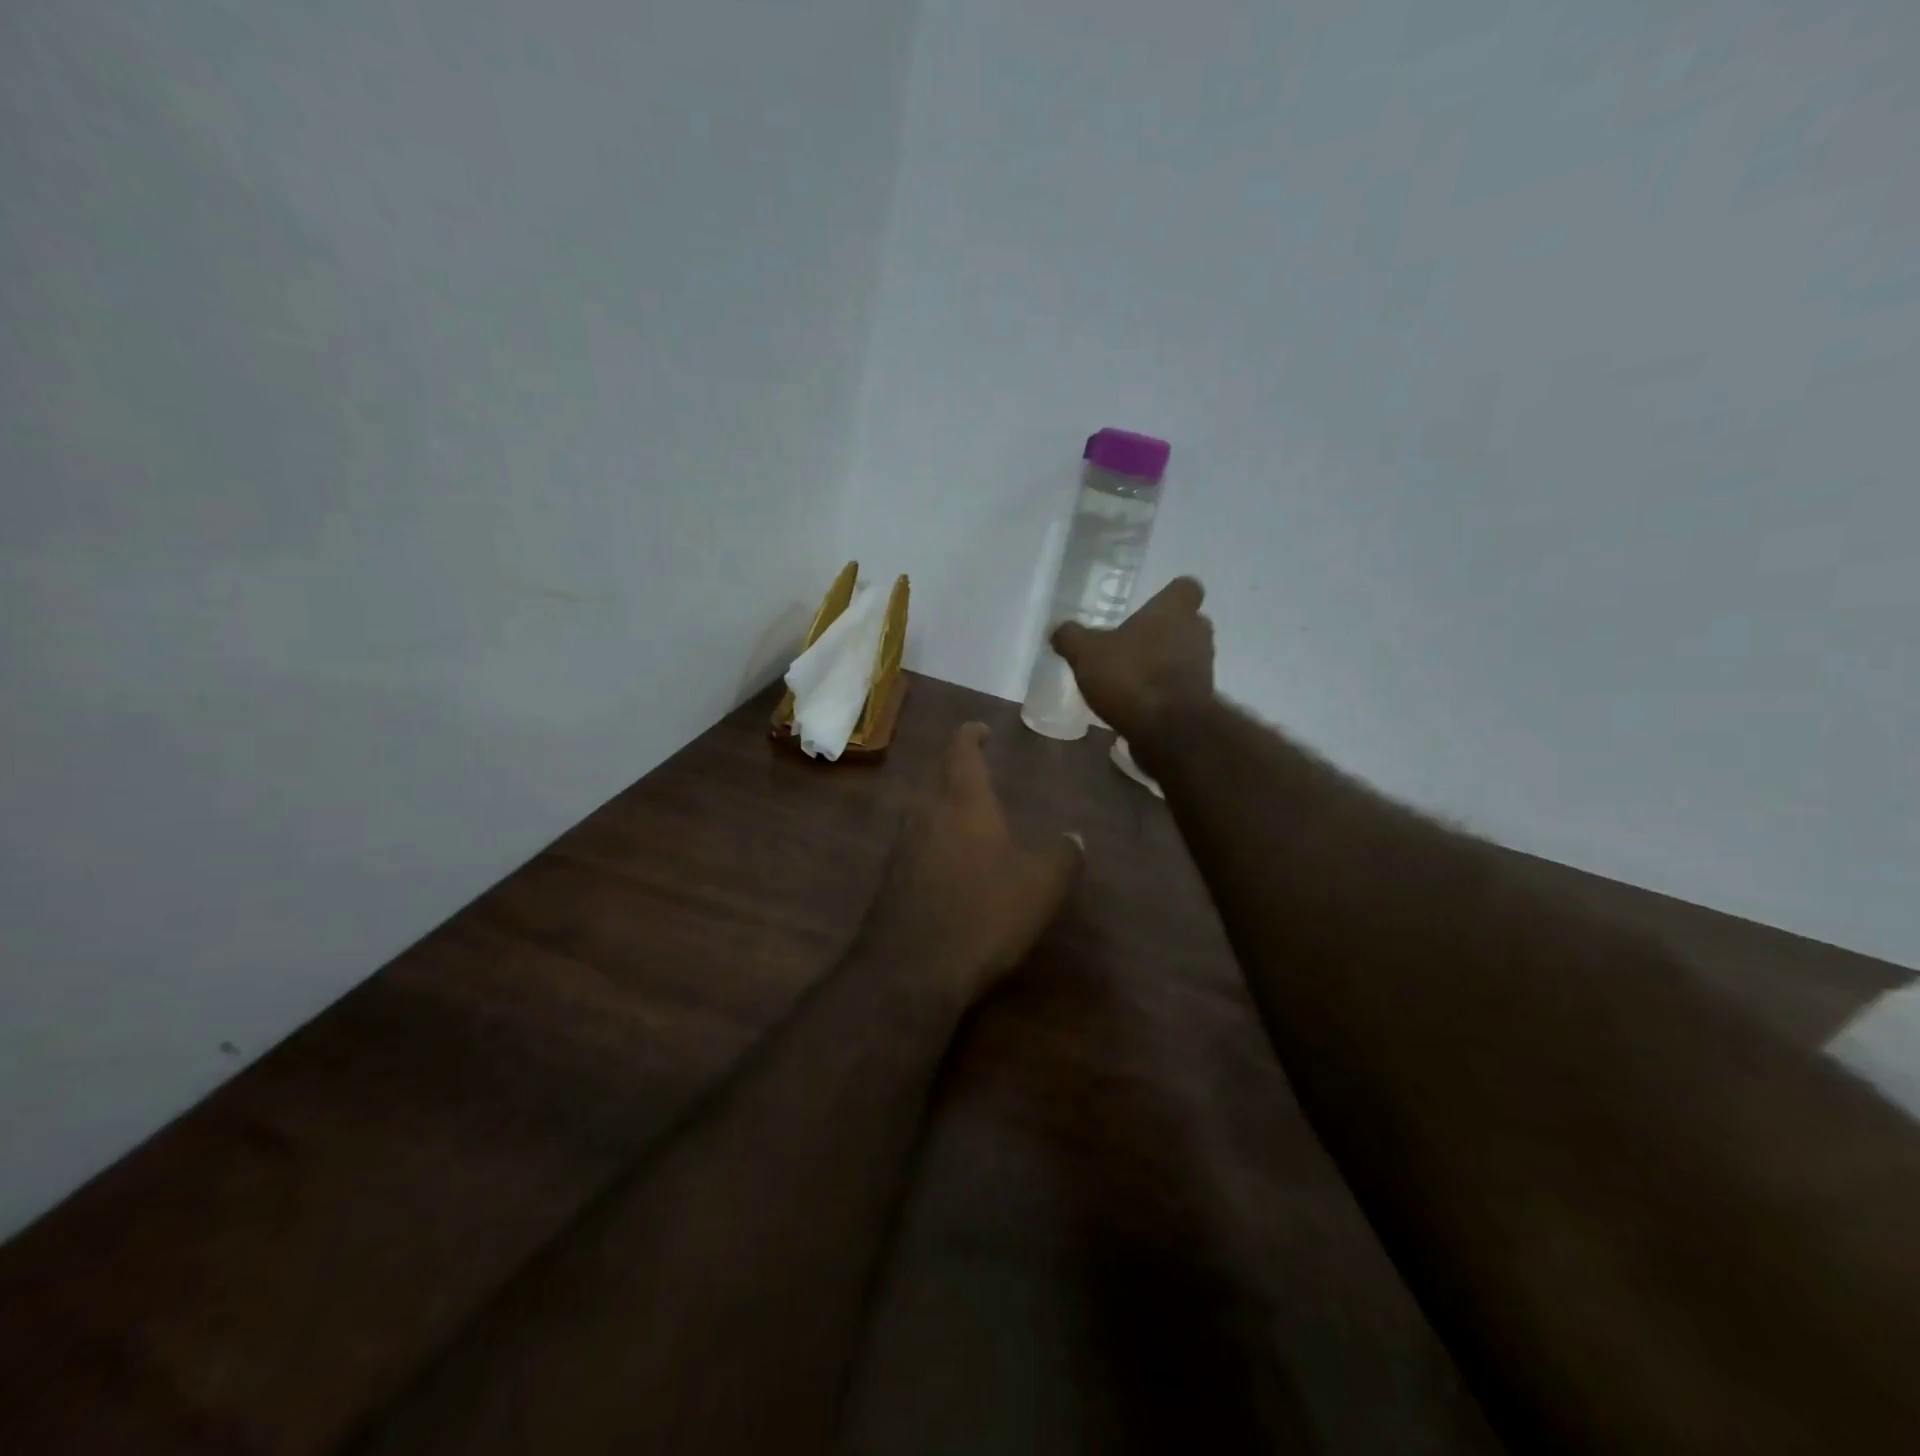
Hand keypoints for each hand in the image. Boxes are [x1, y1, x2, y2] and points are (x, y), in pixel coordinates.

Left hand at [866, 723, 1082, 1002]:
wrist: (911, 968)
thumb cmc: (982, 912)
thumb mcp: (1040, 885)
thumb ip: (1062, 856)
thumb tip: (1075, 838)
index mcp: (962, 801)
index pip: (960, 750)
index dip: (970, 735)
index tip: (981, 730)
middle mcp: (926, 813)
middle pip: (938, 777)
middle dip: (958, 770)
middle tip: (981, 773)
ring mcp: (902, 845)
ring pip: (924, 810)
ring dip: (944, 805)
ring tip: (971, 815)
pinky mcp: (891, 878)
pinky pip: (916, 843)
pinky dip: (935, 840)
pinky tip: (952, 863)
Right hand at [1052, 577, 1215, 753]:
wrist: (1167, 730)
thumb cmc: (1130, 676)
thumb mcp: (1085, 653)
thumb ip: (1071, 637)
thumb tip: (1059, 630)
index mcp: (1174, 610)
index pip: (1187, 587)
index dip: (1170, 595)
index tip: (1150, 605)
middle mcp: (1197, 633)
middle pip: (1188, 623)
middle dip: (1165, 631)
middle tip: (1135, 641)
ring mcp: (1204, 667)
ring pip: (1186, 654)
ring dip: (1165, 661)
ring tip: (1133, 674)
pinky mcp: (1201, 699)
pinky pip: (1182, 686)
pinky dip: (1165, 690)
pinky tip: (1138, 701)